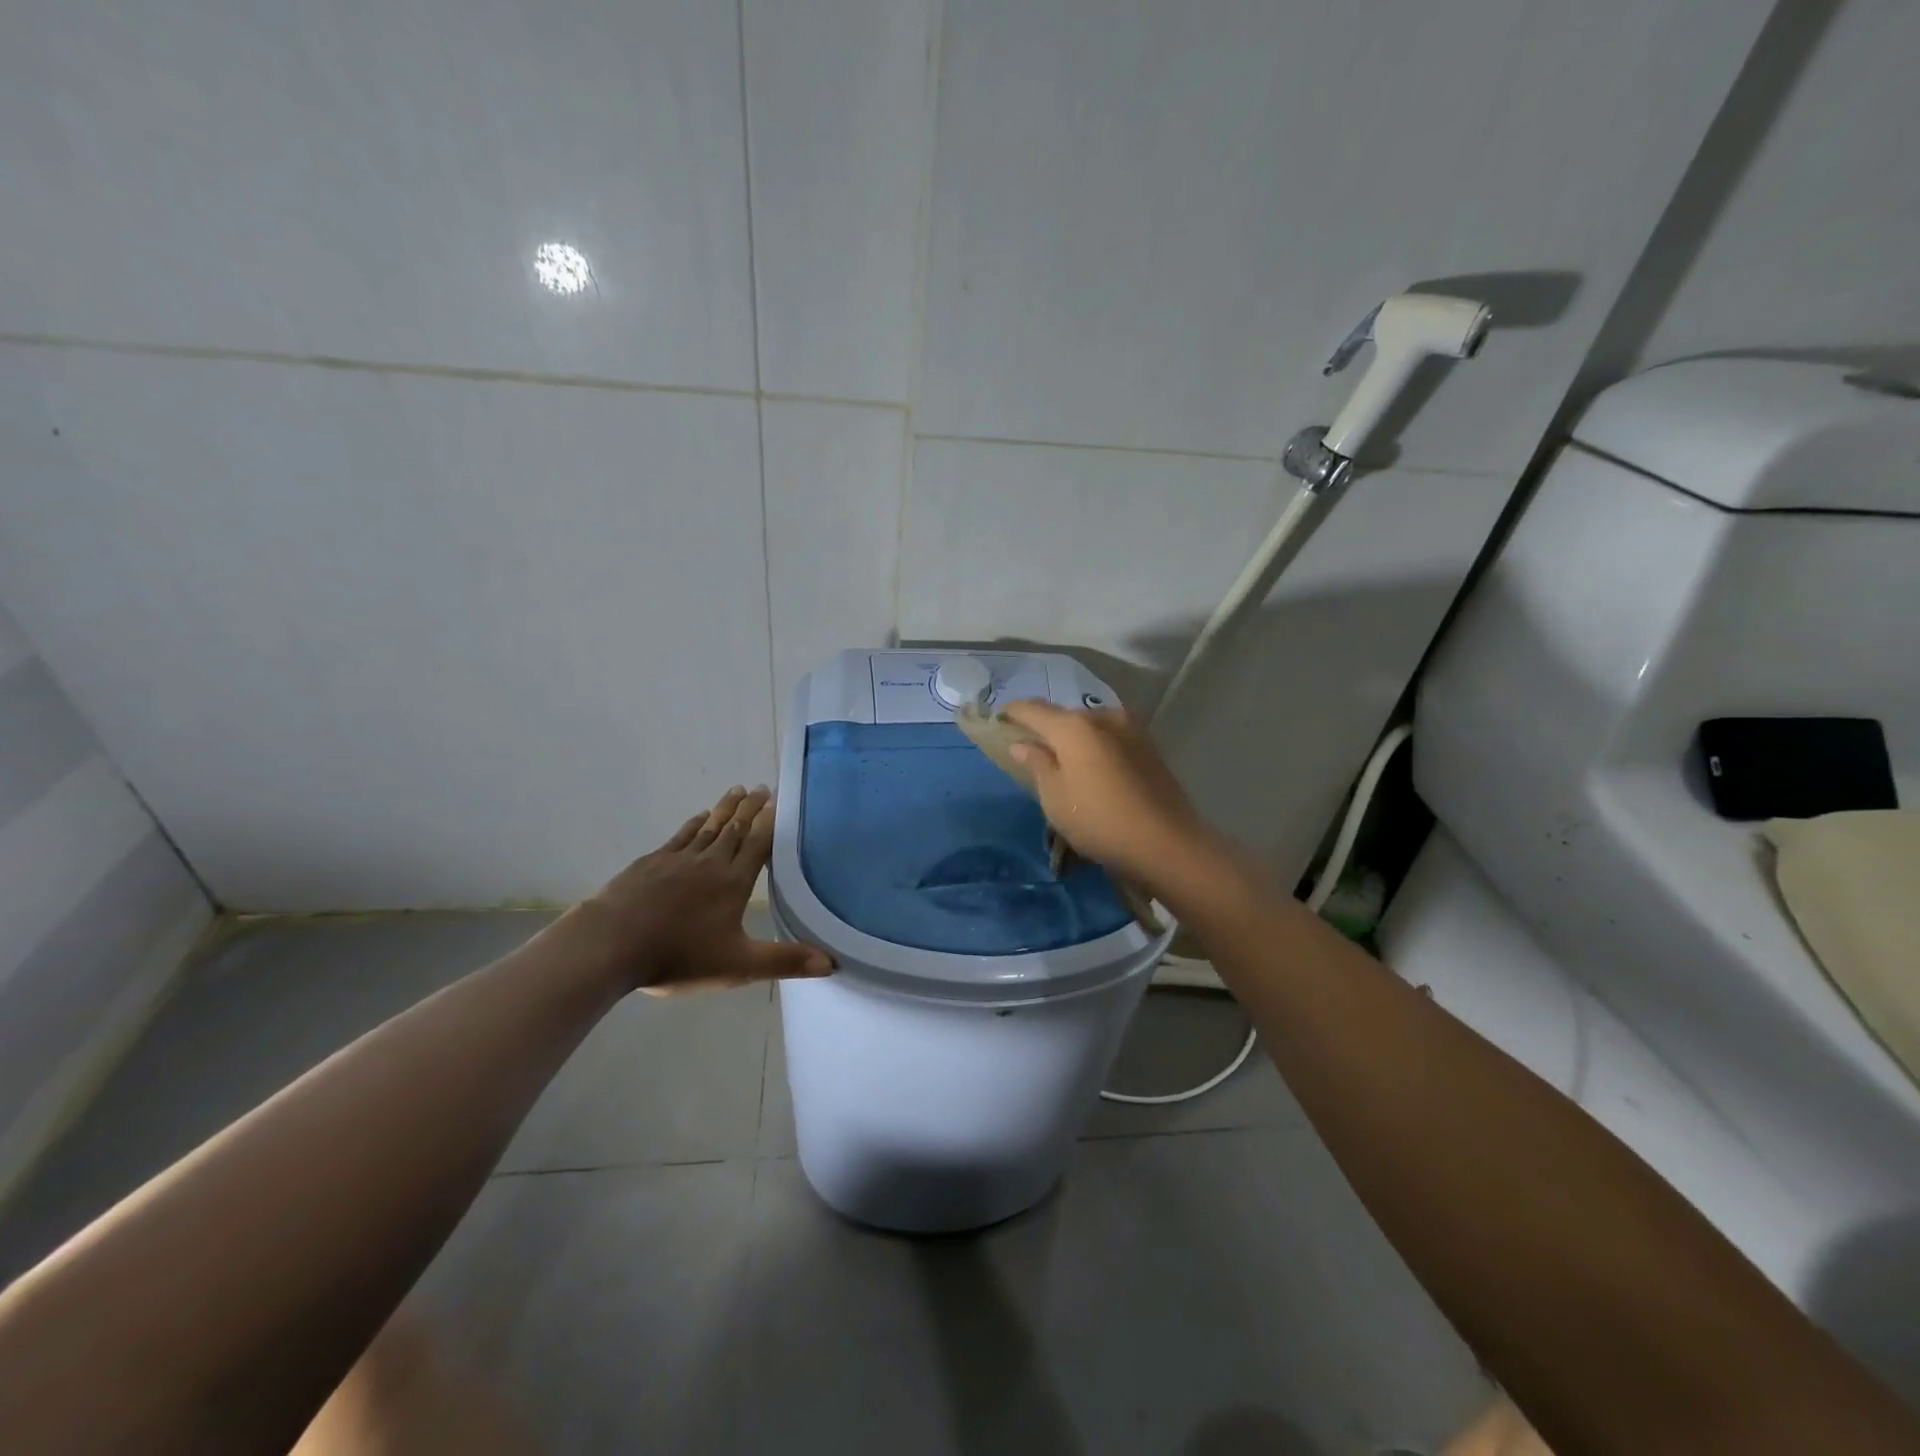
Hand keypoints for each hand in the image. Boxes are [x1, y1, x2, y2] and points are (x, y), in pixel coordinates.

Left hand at [569, 786, 832, 993]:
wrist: (610, 945)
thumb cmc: (678, 956)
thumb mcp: (738, 966)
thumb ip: (784, 961)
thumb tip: (832, 963)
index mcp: (733, 883)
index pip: (757, 845)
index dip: (769, 822)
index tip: (778, 801)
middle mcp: (709, 863)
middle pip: (734, 829)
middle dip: (750, 808)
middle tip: (762, 787)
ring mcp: (676, 860)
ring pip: (708, 828)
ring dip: (724, 809)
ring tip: (737, 790)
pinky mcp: (650, 864)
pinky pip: (679, 837)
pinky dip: (693, 824)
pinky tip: (698, 818)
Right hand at [998, 700, 1219, 894]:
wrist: (1167, 843)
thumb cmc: (1099, 821)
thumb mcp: (1055, 797)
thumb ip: (1037, 763)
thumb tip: (1022, 743)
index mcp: (1074, 726)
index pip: (1032, 709)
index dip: (1011, 712)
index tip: (997, 719)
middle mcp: (1103, 717)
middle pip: (1063, 716)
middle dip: (1044, 727)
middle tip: (1028, 746)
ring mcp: (1131, 730)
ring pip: (1090, 726)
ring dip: (1072, 738)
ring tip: (1060, 759)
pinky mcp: (1149, 747)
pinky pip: (1109, 738)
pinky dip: (1094, 747)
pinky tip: (1090, 767)